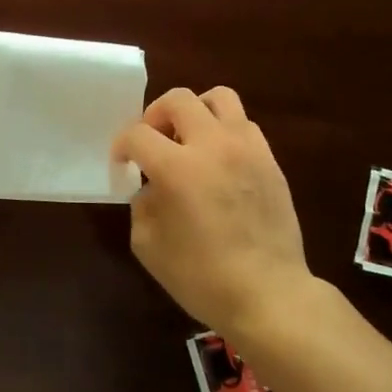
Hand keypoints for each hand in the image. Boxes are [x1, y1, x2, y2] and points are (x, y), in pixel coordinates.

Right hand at [112, 87, 313, 335]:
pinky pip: (244, 125)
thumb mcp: (147, 245)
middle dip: (155, 115)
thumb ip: (142, 204)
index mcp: (176, 168)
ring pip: (219, 98)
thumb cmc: (201, 277)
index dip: (122, 146)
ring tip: (189, 140)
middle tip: (153, 142)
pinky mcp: (270, 160)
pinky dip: (224, 132)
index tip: (122, 164)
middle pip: (178, 99)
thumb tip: (152, 186)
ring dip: (196, 112)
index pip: (137, 135)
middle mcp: (212, 146)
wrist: (268, 294)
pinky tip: (218, 161)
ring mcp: (246, 149)